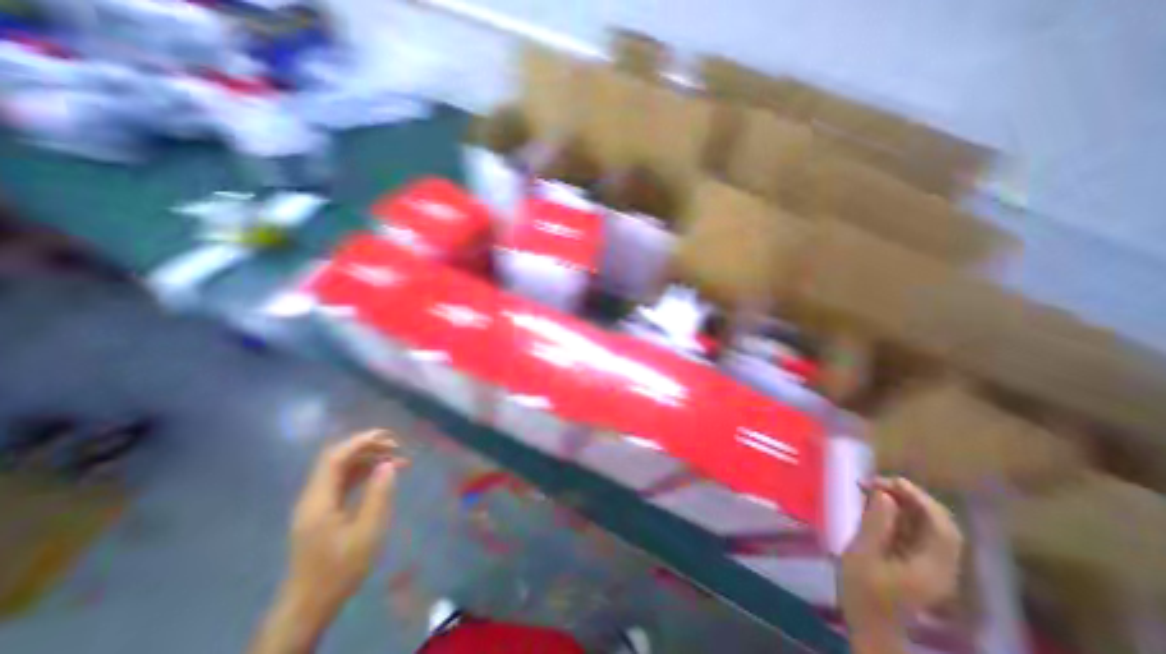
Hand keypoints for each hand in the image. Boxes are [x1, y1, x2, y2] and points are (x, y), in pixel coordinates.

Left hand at [249, 430, 406, 653]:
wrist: (309, 605)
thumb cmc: (340, 569)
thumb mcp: (367, 532)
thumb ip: (379, 495)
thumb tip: (388, 464)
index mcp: (319, 500)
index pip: (335, 458)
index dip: (360, 442)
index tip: (388, 436)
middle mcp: (314, 497)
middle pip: (337, 459)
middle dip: (367, 447)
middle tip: (397, 447)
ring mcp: (317, 504)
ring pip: (342, 469)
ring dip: (368, 459)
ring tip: (397, 460)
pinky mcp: (323, 512)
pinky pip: (344, 481)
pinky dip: (364, 472)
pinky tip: (383, 475)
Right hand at [843, 477, 961, 634]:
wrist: (870, 627)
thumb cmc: (863, 592)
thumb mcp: (862, 555)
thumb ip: (875, 524)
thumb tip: (884, 494)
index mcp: (933, 567)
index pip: (942, 527)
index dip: (920, 499)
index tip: (888, 481)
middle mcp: (941, 565)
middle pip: (940, 524)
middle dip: (911, 497)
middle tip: (875, 482)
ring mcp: (933, 566)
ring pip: (928, 526)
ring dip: (903, 503)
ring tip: (870, 489)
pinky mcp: (920, 564)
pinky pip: (917, 532)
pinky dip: (899, 514)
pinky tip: (875, 506)